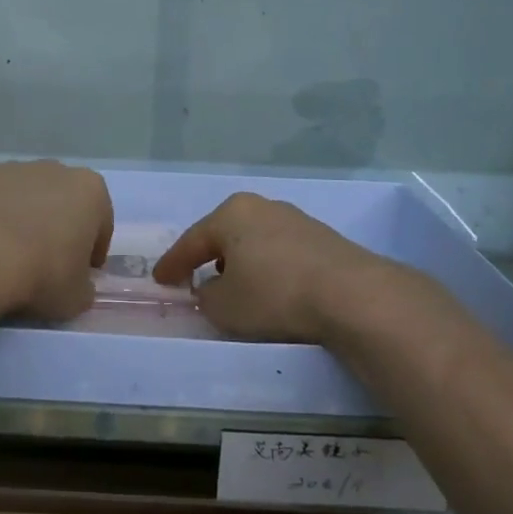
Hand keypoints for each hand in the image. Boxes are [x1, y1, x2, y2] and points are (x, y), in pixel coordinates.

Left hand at [0, 161, 113, 320]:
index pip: (101, 223)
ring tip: (11, 256)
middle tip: (47, 264)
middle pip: (63, 202)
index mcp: (90, 190)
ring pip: (27, 197)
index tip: (81, 274)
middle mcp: (55, 170)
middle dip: (58, 227)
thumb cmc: (43, 273)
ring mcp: (14, 170)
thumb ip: (84, 287)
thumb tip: (76, 285)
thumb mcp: (78, 298)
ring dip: (25, 219)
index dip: (92, 251)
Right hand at [153, 193, 391, 342]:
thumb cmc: (274, 294)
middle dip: (208, 257)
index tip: (160, 281)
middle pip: (225, 235)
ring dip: (241, 263)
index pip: (192, 240)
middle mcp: (262, 207)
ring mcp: (296, 220)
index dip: (173, 264)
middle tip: (194, 278)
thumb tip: (210, 291)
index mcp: (231, 213)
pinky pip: (281, 253)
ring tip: (235, 287)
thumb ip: (206, 297)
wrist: (352, 295)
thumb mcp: (224, 306)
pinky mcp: (323, 239)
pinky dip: (269, 269)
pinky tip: (271, 289)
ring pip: (255, 242)